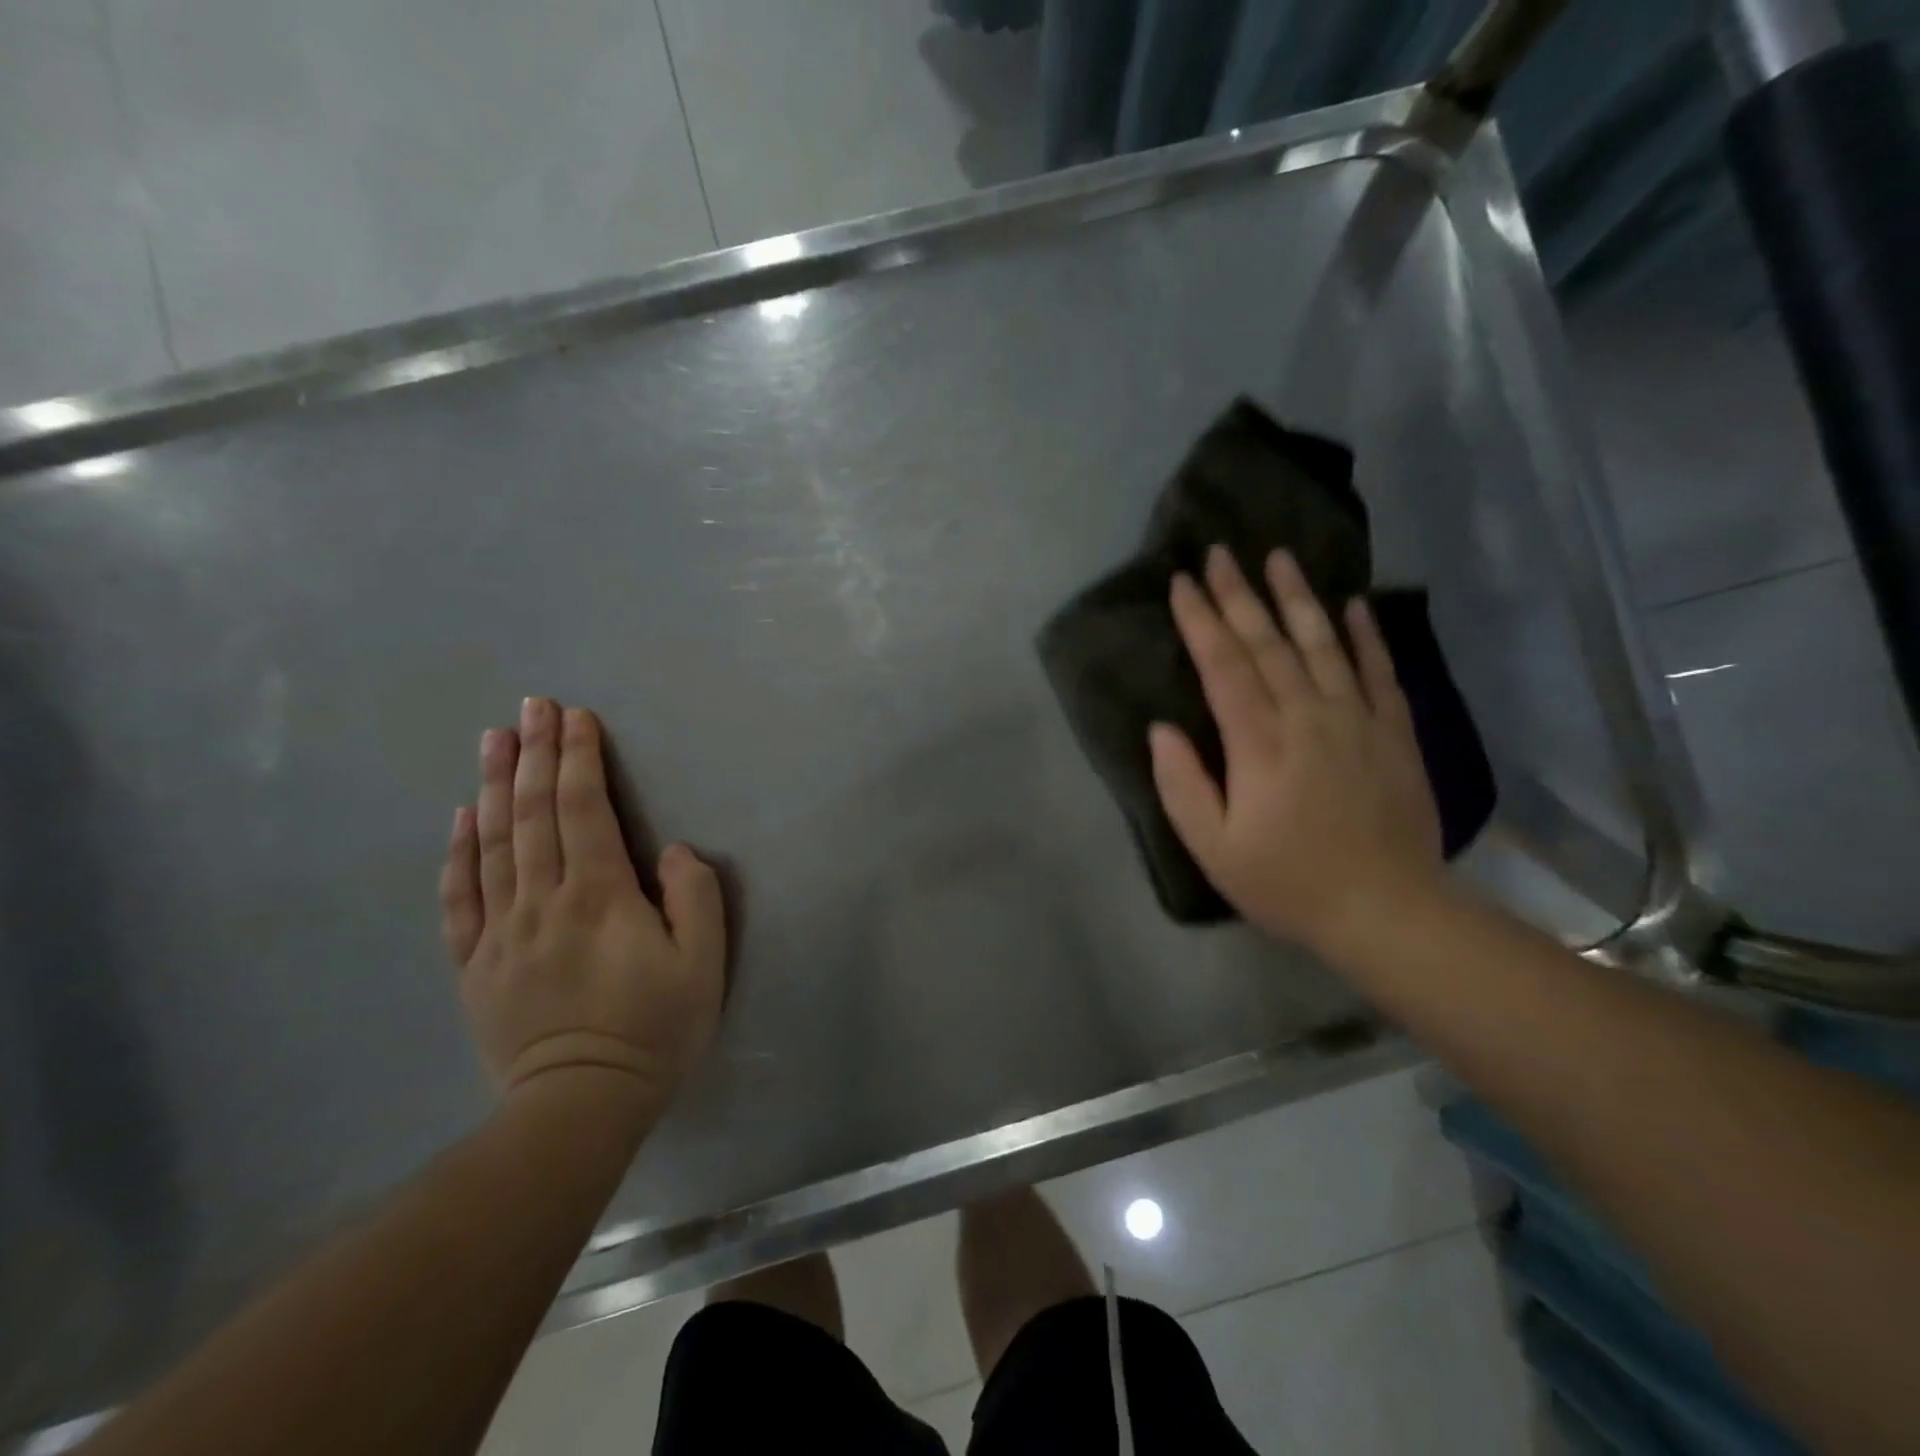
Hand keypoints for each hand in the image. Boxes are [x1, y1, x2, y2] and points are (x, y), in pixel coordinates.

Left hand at [439, 698, 725, 1119]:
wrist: (580, 1106)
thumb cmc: (654, 1030)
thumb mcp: (702, 965)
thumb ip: (695, 898)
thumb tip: (671, 851)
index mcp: (600, 896)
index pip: (585, 810)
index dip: (580, 759)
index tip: (576, 716)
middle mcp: (544, 901)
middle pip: (534, 814)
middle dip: (536, 754)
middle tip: (532, 706)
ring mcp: (501, 932)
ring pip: (493, 844)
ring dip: (494, 786)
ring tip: (494, 739)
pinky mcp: (475, 964)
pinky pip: (460, 898)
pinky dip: (459, 853)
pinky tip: (460, 819)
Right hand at [1149, 546, 1444, 953]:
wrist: (1388, 911)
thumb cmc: (1288, 883)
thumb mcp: (1214, 849)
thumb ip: (1182, 785)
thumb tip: (1162, 729)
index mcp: (1259, 744)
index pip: (1224, 666)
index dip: (1201, 621)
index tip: (1182, 582)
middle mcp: (1308, 716)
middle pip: (1268, 643)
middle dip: (1239, 595)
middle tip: (1220, 553)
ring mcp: (1357, 720)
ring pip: (1323, 643)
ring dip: (1297, 597)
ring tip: (1278, 557)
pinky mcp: (1394, 732)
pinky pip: (1379, 671)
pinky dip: (1365, 635)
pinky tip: (1353, 605)